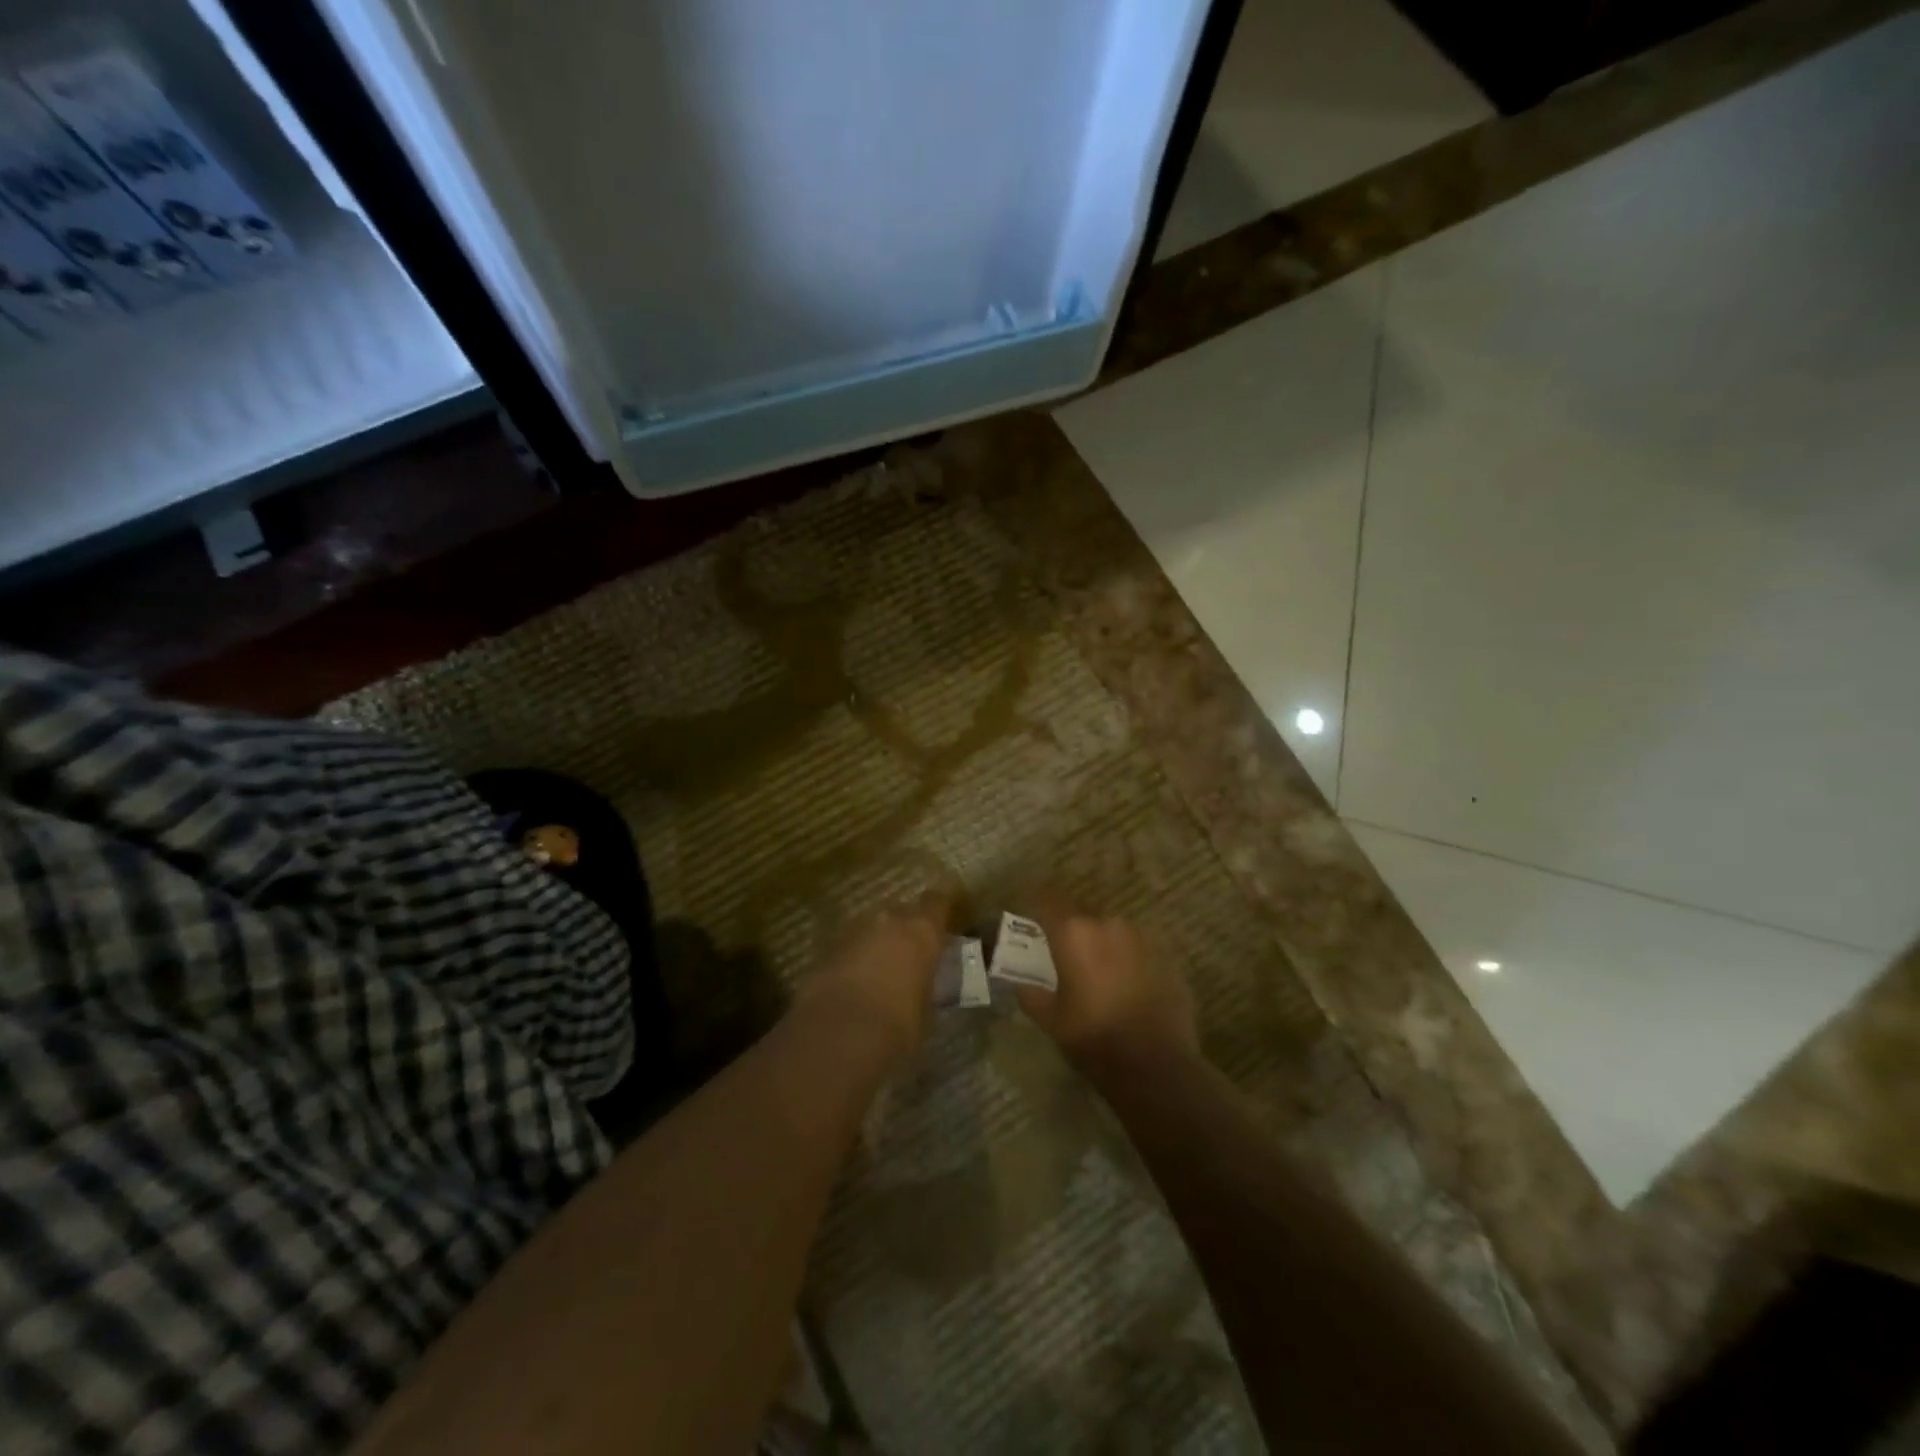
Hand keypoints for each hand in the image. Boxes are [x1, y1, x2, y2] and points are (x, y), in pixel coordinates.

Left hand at [799, 894, 950, 1071]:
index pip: (938, 902)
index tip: (945, 922)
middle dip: (906, 928)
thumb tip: (919, 990)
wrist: (838, 1033)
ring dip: (877, 942)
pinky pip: (848, 945)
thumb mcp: (925, 1009)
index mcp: (922, 931)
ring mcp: (854, 930)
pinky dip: (853, 958)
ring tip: (880, 970)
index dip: (941, 910)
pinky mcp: (826, 948)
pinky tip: (853, 983)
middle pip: (902, 912)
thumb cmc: (898, 1025)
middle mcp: (889, 920)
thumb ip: (924, 987)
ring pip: (872, 927)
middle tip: (911, 953)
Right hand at [1014, 905, 1199, 1077]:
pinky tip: (1129, 986)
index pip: (1048, 901)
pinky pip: (1139, 949)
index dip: (1038, 904)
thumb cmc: (1094, 1038)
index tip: (1032, 916)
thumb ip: (1031, 994)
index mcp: (1074, 933)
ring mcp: (1143, 937)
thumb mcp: (1051, 1020)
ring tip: (1101, 974)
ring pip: (1114, 932)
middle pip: (1083, 917)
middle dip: (1074, 933)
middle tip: (1067, 957)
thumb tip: (1020, 982)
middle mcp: (1108, 924)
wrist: (1157, 1066)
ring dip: (1104, 945)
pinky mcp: (1168, 956)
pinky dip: (1130, 960)